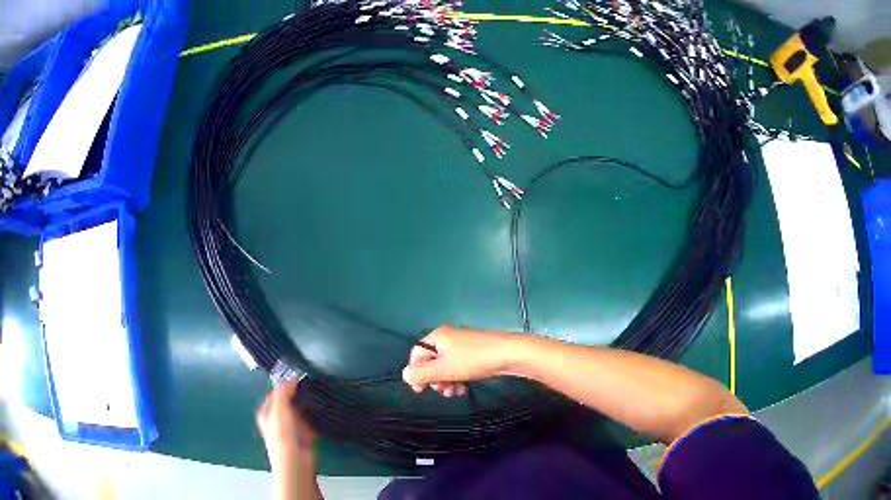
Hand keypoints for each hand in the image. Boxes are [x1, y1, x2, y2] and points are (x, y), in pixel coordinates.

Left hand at [256, 380, 317, 470]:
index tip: (296, 381)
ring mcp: (291, 431)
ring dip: (306, 409)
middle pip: (287, 405)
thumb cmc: (283, 435)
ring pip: (299, 415)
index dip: (282, 388)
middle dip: (296, 398)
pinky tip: (320, 416)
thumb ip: (283, 392)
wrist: (296, 460)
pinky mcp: (304, 439)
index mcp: (266, 414)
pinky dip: (315, 422)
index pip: (273, 395)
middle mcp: (276, 422)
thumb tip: (292, 379)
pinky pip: (310, 425)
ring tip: (314, 400)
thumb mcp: (279, 408)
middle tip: (306, 389)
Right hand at [402, 325, 517, 395]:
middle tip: (441, 392)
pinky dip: (458, 377)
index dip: (416, 373)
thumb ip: (421, 374)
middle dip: (434, 379)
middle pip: (432, 361)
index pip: (417, 355)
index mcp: (437, 337)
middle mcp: (448, 337)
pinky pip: (460, 366)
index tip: (421, 391)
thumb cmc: (474, 360)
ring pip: (446, 366)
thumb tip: (404, 376)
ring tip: (454, 393)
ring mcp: (463, 344)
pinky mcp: (476, 352)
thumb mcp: (444, 370)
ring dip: (446, 381)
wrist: (510, 353)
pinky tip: (464, 388)